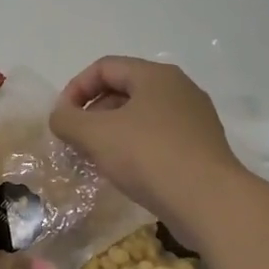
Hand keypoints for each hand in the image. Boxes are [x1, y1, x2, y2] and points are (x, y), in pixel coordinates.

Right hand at [48, 56, 248, 245]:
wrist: (208, 200)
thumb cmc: (149, 157)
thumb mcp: (95, 135)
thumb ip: (67, 120)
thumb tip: (60, 116)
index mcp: (155, 76)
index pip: (104, 67)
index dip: (75, 89)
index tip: (62, 119)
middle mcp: (179, 89)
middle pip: (124, 90)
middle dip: (93, 112)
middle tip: (77, 141)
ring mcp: (195, 118)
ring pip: (141, 116)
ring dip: (113, 133)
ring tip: (98, 159)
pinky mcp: (201, 147)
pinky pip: (159, 138)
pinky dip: (136, 148)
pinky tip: (126, 173)